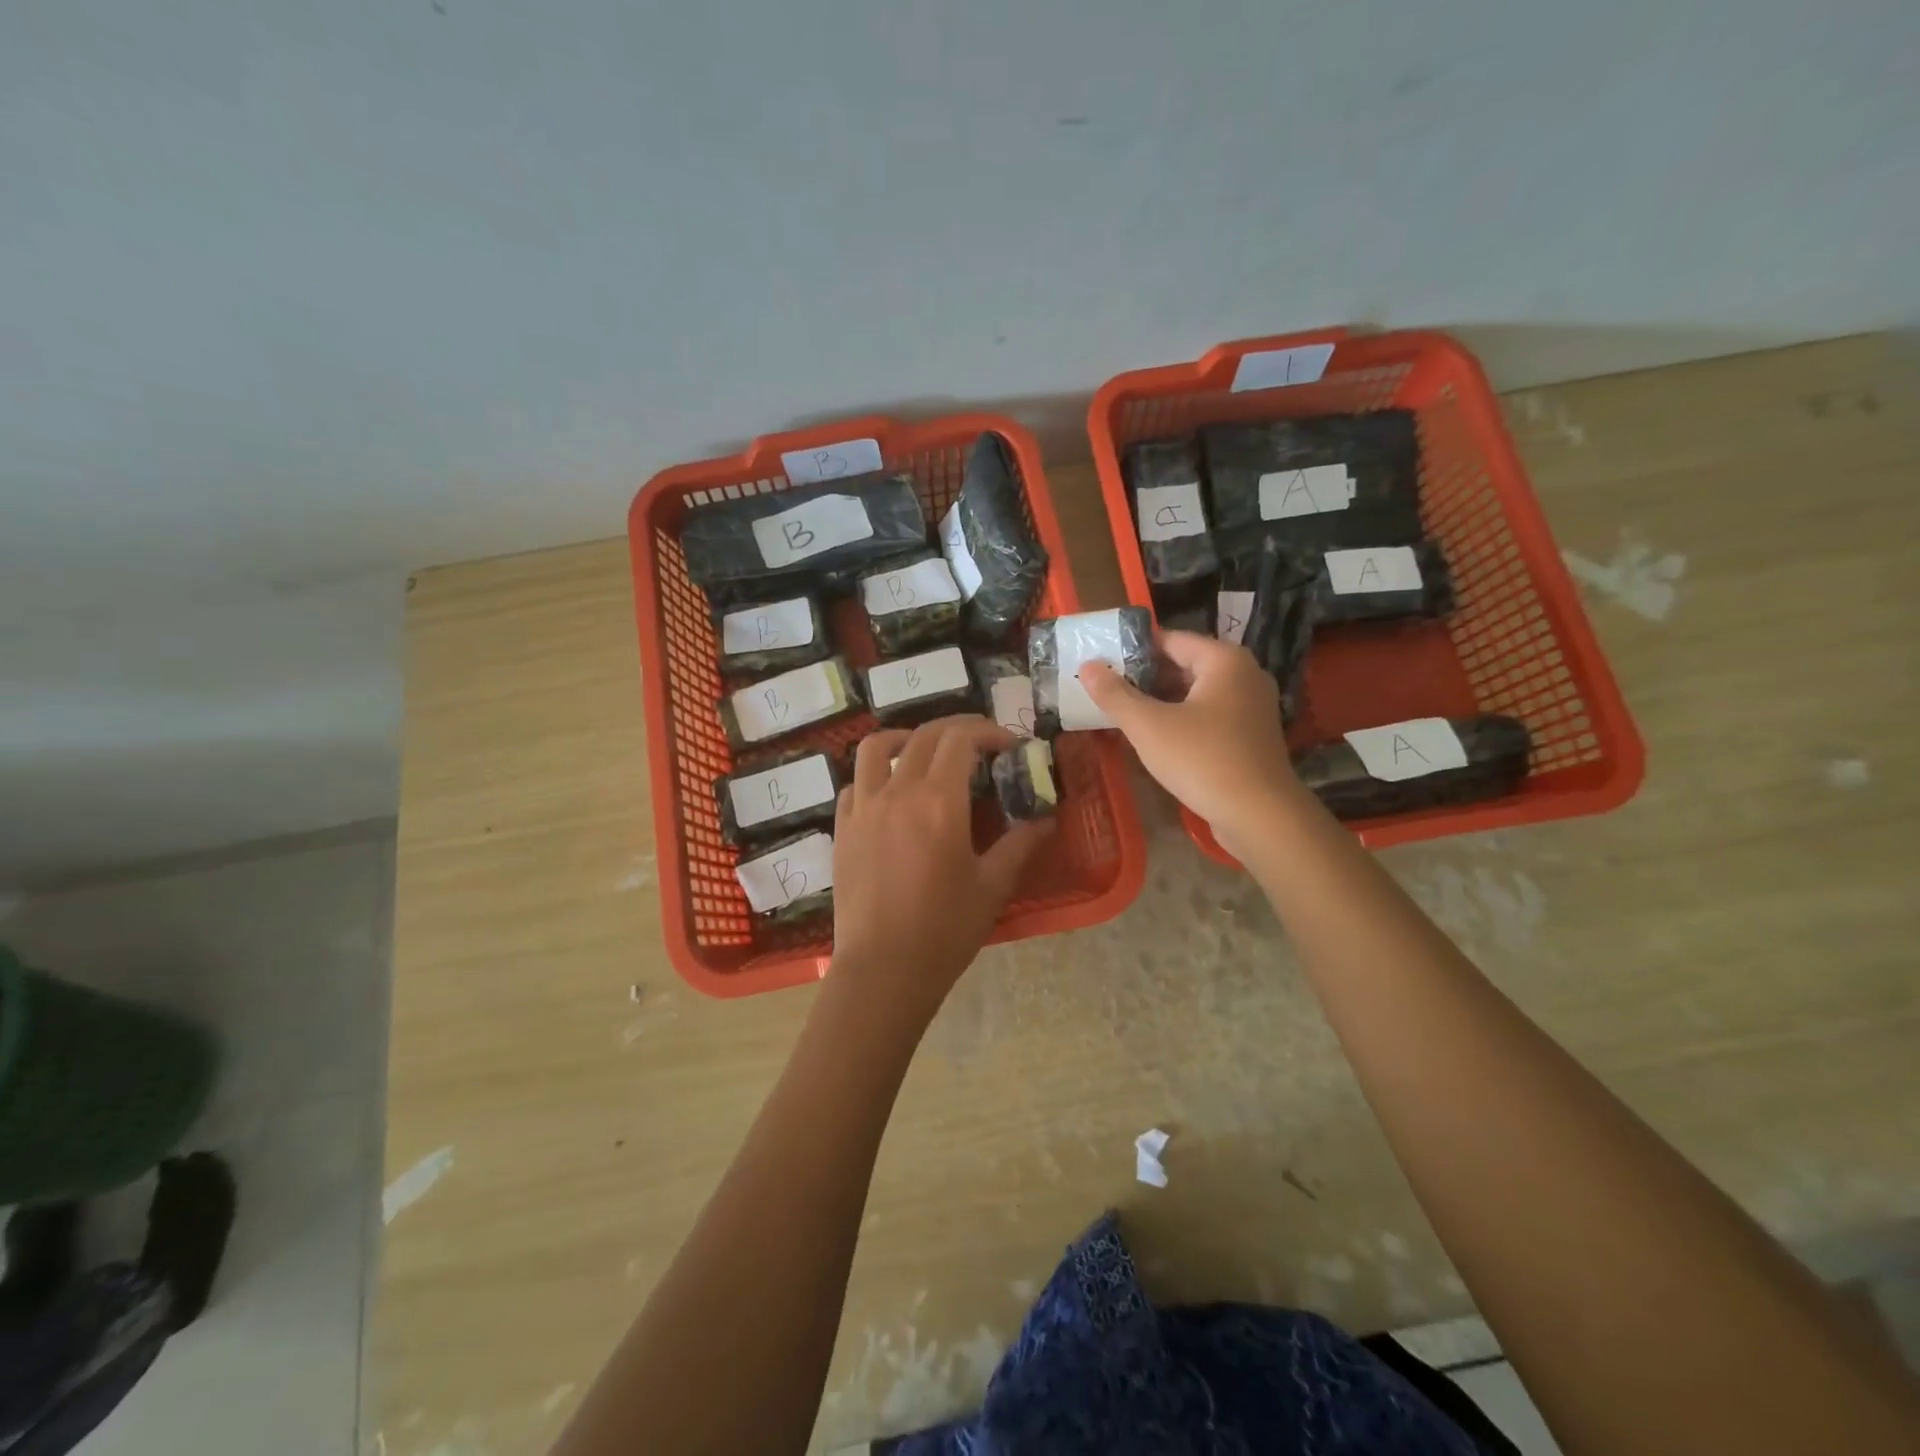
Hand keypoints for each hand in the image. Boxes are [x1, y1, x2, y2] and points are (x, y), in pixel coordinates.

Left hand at [830, 716, 1050, 1028]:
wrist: (883, 970)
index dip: (989, 732)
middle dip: (957, 730)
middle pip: (924, 736)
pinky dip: (875, 774)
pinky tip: (891, 794)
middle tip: (980, 746)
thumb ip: (1020, 843)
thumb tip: (1046, 817)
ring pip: (876, 748)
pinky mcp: (843, 828)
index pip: (961, 739)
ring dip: (906, 738)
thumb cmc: (944, 930)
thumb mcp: (993, 886)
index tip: (1010, 746)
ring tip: (925, 751)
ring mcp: (863, 807)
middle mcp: (897, 791)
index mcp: (938, 800)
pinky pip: (854, 782)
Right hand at [1079, 630, 1297, 856]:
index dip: (1133, 649)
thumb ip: (1116, 694)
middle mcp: (1244, 674)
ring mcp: (1252, 706)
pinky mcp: (1251, 735)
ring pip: (1196, 693)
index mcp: (1224, 660)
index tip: (1101, 662)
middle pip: (1184, 665)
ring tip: (1123, 712)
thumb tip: (1088, 666)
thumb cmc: (1203, 760)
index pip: (1171, 639)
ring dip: (1161, 701)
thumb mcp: (1149, 726)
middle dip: (1145, 677)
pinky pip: (1209, 715)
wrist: (1260, 816)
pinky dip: (1182, 719)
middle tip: (1106, 689)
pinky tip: (1155, 737)